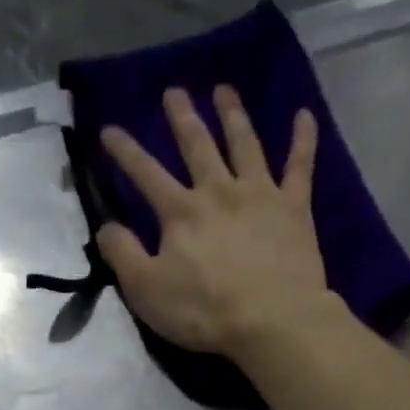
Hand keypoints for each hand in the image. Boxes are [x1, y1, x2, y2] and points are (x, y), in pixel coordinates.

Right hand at [97, 85, 328, 357]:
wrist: (272, 320)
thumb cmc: (204, 311)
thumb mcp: (147, 290)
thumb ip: (123, 255)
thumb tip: (105, 227)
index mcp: (181, 212)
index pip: (145, 173)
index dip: (125, 151)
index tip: (109, 129)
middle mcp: (219, 191)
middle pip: (198, 146)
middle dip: (182, 118)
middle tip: (174, 91)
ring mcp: (260, 194)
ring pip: (244, 144)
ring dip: (232, 114)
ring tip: (224, 90)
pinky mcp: (294, 208)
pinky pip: (300, 166)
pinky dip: (302, 139)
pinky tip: (304, 114)